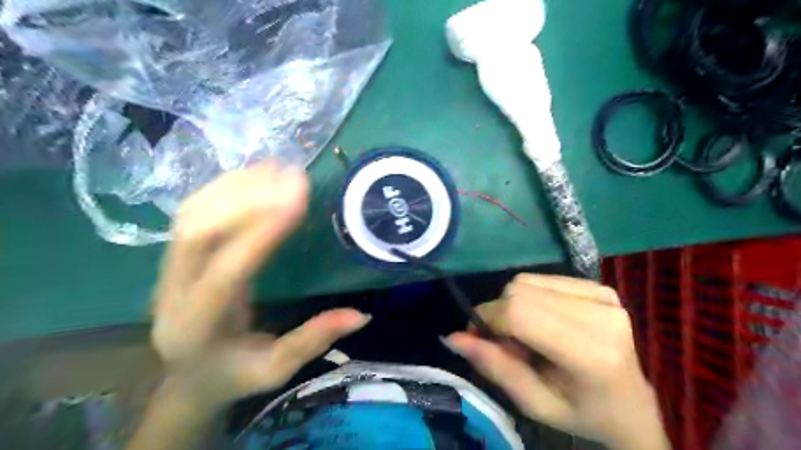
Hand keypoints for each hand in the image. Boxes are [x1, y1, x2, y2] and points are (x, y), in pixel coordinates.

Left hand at [149, 166, 368, 411]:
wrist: (188, 376)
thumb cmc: (233, 375)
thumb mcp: (276, 369)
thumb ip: (313, 340)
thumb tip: (362, 316)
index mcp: (197, 326)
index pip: (228, 271)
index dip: (262, 231)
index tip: (298, 199)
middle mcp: (172, 292)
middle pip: (199, 232)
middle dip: (248, 198)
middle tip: (294, 177)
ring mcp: (168, 269)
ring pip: (192, 215)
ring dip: (236, 186)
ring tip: (278, 167)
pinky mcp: (178, 255)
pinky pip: (194, 212)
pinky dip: (225, 187)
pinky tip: (255, 174)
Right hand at [444, 274, 671, 449]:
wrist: (632, 407)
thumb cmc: (582, 413)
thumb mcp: (534, 403)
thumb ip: (494, 367)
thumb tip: (453, 337)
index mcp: (590, 353)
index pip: (519, 314)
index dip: (488, 320)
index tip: (477, 337)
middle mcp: (601, 315)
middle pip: (520, 291)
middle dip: (499, 314)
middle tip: (508, 343)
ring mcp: (604, 295)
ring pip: (527, 281)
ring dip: (515, 304)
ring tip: (528, 334)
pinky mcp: (601, 285)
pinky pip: (543, 279)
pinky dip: (531, 297)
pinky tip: (545, 320)